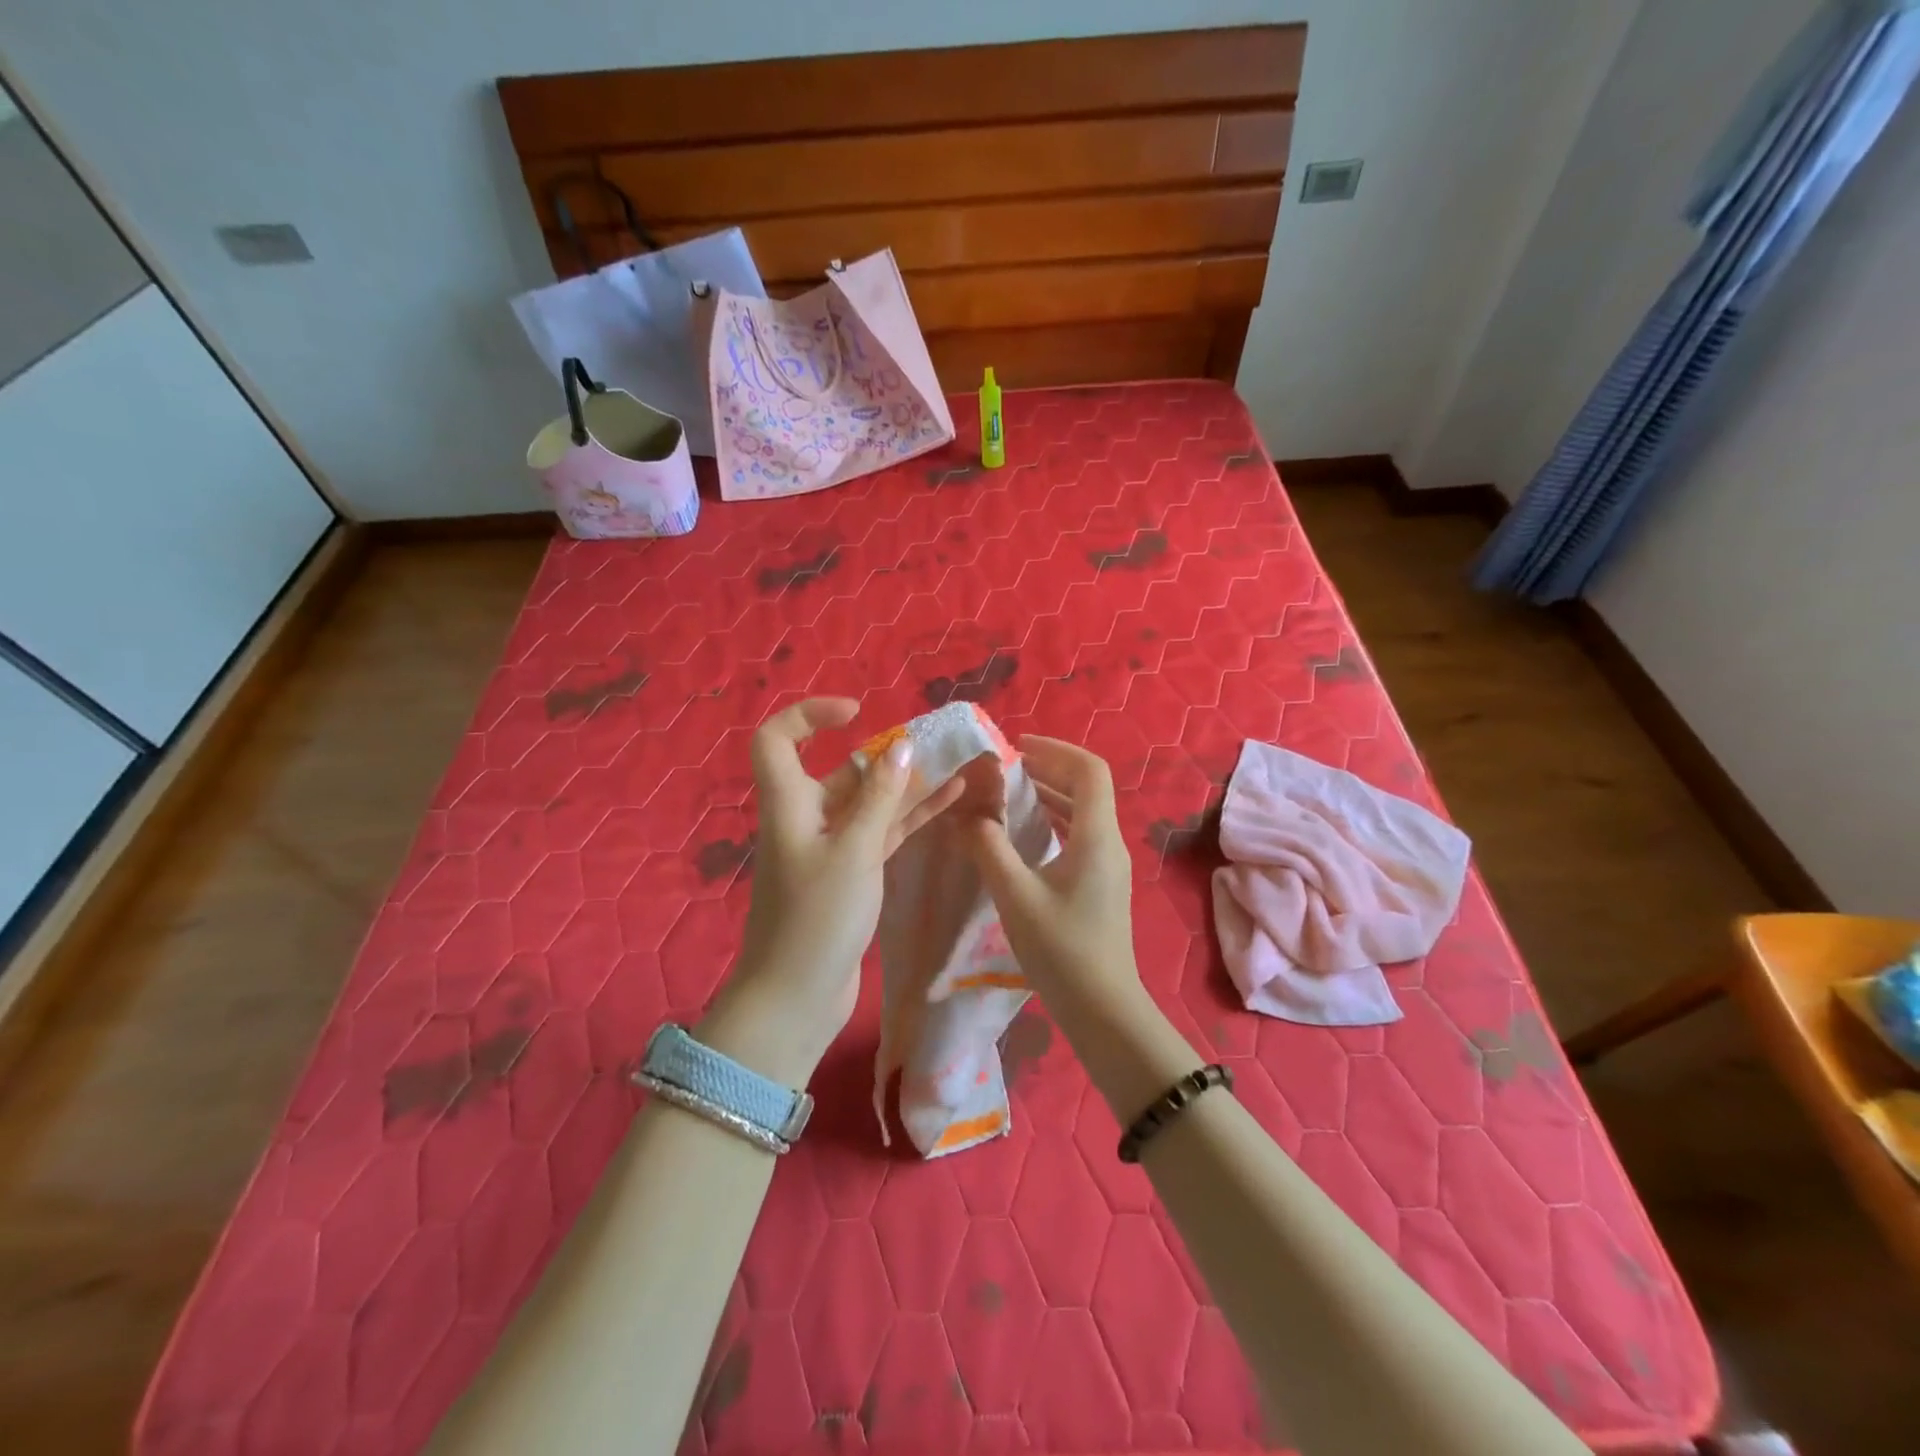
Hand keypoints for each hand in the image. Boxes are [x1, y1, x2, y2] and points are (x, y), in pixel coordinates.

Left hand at [700, 698, 963, 1085]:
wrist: (796, 998)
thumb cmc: (816, 918)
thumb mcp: (854, 852)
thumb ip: (879, 797)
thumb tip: (902, 747)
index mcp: (789, 804)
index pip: (777, 739)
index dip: (808, 715)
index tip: (856, 713)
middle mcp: (806, 819)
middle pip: (839, 772)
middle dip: (884, 756)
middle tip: (934, 746)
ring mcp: (830, 849)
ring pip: (869, 805)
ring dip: (907, 788)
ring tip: (956, 767)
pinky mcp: (850, 876)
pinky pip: (881, 835)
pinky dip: (909, 819)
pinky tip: (950, 803)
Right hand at [961, 736, 1141, 1011]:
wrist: (1102, 1008)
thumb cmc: (1061, 950)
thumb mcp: (1016, 896)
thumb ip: (989, 848)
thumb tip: (967, 815)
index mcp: (1097, 837)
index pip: (1089, 770)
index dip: (1056, 750)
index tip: (1017, 747)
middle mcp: (1109, 843)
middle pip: (1087, 787)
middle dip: (1049, 768)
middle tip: (1007, 767)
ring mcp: (1108, 864)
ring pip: (1083, 812)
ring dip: (1050, 794)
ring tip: (1010, 791)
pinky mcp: (1101, 883)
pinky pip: (1080, 834)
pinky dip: (1054, 820)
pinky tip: (1025, 831)